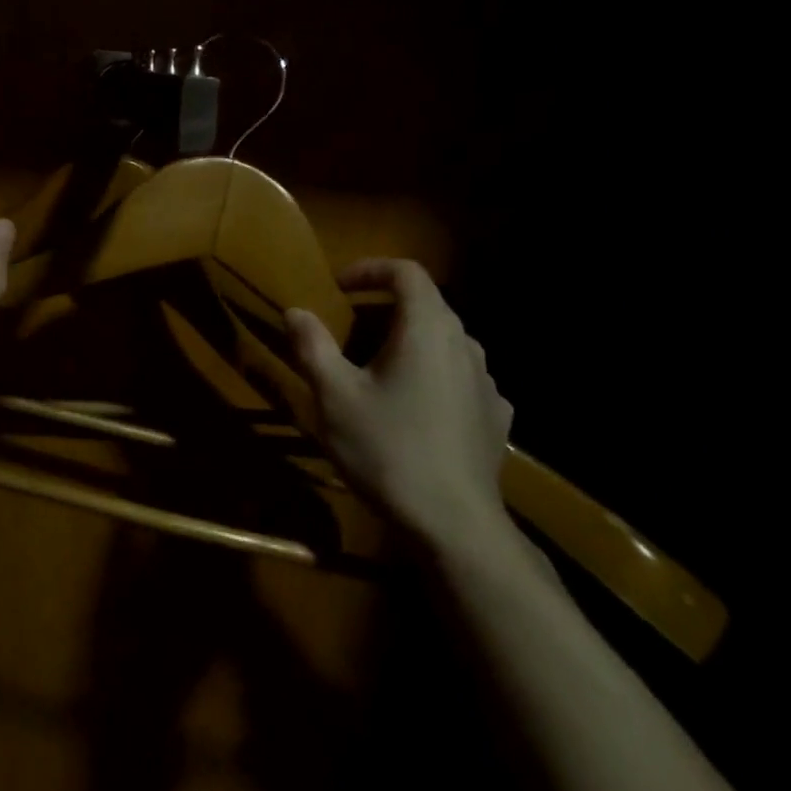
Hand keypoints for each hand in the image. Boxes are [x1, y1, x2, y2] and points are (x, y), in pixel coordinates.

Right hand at [286, 259, 517, 559]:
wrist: (452, 521)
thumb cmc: (386, 448)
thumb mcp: (334, 396)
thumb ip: (312, 346)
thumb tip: (295, 311)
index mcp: (427, 329)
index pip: (407, 272)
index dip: (370, 268)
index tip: (339, 286)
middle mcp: (466, 344)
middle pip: (428, 306)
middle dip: (385, 308)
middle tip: (348, 329)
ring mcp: (488, 382)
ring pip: (446, 343)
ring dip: (410, 342)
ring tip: (379, 370)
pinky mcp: (495, 416)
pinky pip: (461, 378)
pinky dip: (434, 376)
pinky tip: (417, 407)